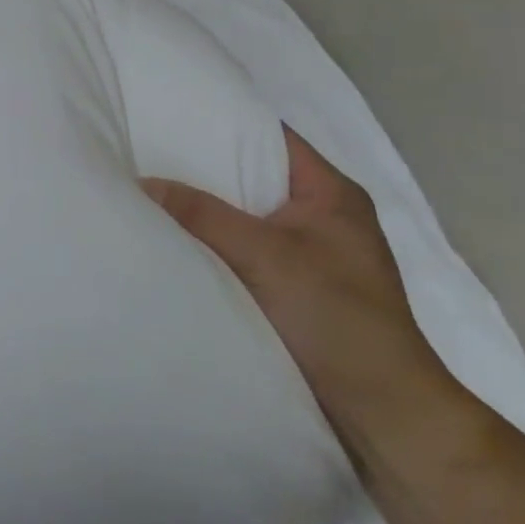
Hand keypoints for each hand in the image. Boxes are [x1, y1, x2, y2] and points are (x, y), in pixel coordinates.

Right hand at [143, 126, 463, 461]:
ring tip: (147, 187)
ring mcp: (307, 253)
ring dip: (204, 207)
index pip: (270, 135)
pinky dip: (211, 241)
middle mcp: (320, 215)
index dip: (223, 119)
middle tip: (144, 148)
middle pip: (251, 174)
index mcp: (330, 192)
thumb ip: (203, 215)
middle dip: (201, 164)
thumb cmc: (337, 318)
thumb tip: (141, 182)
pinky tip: (172, 237)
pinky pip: (241, 247)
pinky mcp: (292, 286)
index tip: (168, 111)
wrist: (383, 412)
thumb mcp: (267, 256)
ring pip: (243, 213)